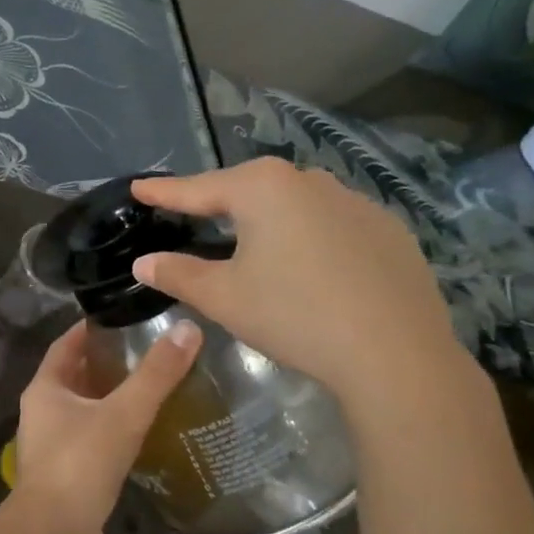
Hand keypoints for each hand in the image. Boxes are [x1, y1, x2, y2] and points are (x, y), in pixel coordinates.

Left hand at [9, 318, 200, 533]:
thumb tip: (188, 329)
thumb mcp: (122, 414)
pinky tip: (145, 434)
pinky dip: (115, 431)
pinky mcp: (68, 476)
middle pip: (76, 377)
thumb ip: (155, 375)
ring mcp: (53, 447)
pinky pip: (93, 441)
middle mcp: (43, 413)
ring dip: (112, 398)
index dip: (90, 329)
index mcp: (45, 389)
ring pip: (85, 411)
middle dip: (107, 363)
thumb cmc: (80, 465)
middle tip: (149, 350)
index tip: (122, 316)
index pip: (66, 345)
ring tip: (154, 387)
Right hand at [131, 159, 466, 410]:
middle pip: (249, 188)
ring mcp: (356, 201)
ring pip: (295, 203)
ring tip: (253, 241)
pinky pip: (333, 223)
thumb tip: (144, 261)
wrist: (395, 353)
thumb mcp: (224, 297)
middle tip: (192, 214)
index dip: (164, 191)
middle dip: (218, 201)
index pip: (198, 188)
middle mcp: (309, 180)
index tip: (138, 187)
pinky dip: (311, 236)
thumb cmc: (294, 315)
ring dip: (268, 218)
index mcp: (262, 188)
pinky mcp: (388, 229)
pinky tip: (312, 266)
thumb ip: (178, 273)